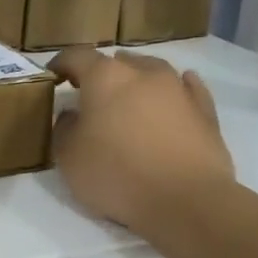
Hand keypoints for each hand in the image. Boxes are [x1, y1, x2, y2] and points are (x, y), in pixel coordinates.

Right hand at [48, 48, 233, 233]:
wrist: (187, 201)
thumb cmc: (117, 175)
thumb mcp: (68, 157)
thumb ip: (64, 129)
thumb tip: (73, 115)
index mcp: (105, 77)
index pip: (76, 57)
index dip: (60, 64)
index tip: (52, 77)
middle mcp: (143, 73)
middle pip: (117, 61)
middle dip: (101, 73)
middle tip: (90, 95)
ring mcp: (179, 89)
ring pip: (153, 70)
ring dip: (137, 78)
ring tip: (129, 96)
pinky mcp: (205, 111)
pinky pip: (187, 88)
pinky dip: (176, 89)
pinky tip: (174, 95)